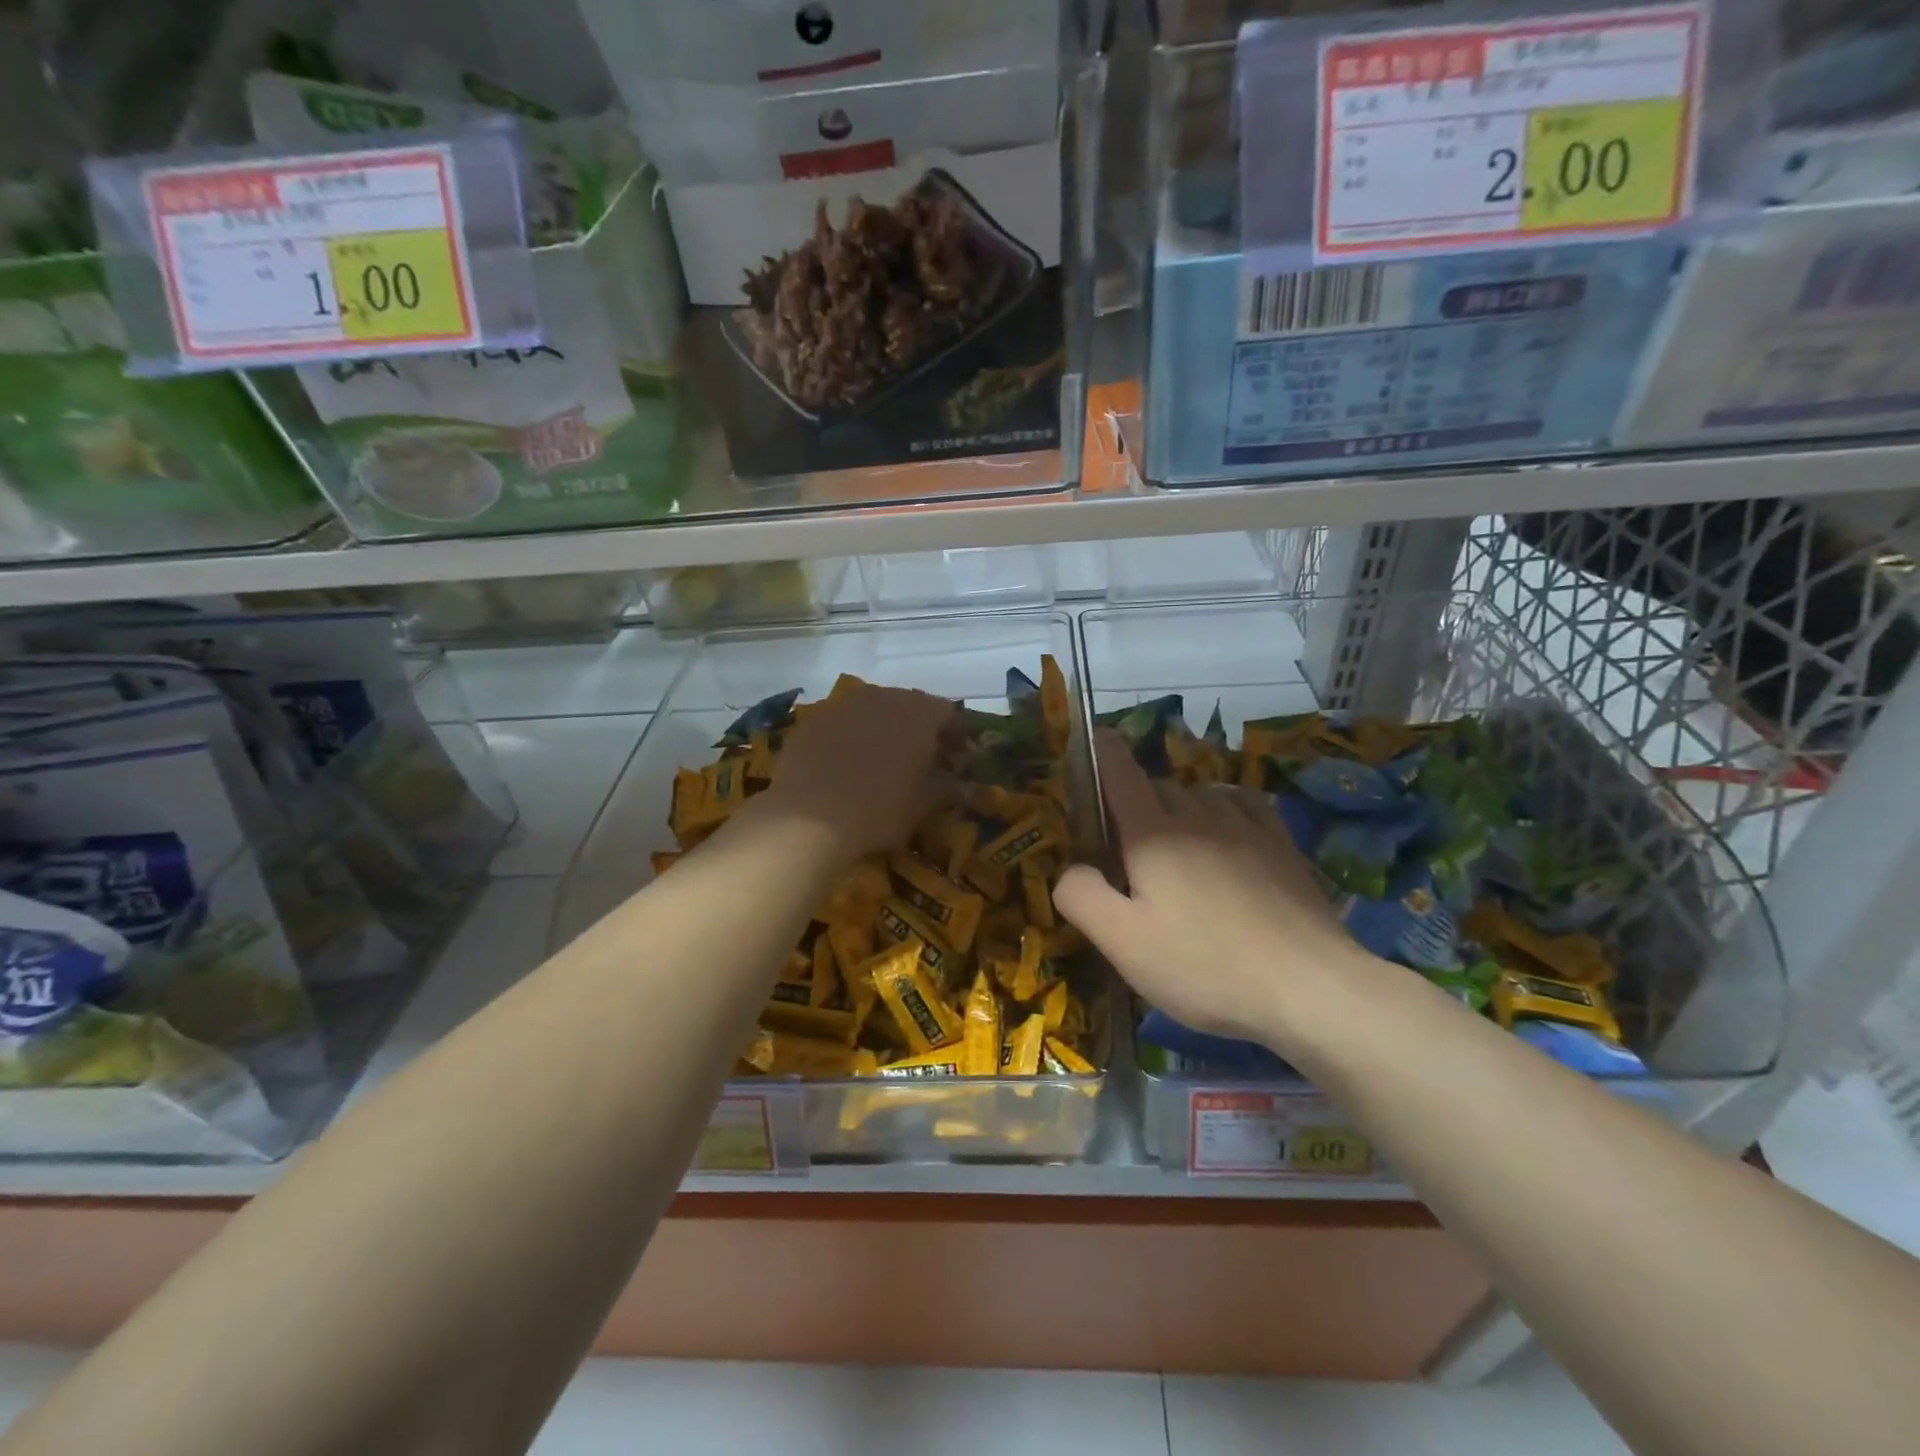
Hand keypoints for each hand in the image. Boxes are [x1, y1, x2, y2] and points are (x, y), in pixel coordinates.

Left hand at [757, 682, 953, 860]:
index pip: (948, 713)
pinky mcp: (812, 720)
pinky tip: (843, 764)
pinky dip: (848, 737)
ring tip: (879, 760)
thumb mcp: (923, 805)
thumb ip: (946, 788)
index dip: (954, 734)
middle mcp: (883, 697)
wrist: (808, 818)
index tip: (955, 756)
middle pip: (909, 706)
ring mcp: (843, 705)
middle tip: (919, 758)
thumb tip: (958, 784)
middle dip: (917, 729)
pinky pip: (841, 723)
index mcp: (919, 712)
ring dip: (881, 729)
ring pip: (872, 711)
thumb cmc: (880, 809)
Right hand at [1052, 731, 1392, 1053]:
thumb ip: (1081, 896)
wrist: (1309, 987)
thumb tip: (1070, 868)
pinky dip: (1224, 806)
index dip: (1103, 753)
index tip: (1094, 738)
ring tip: (1175, 842)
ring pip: (1200, 795)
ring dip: (1179, 806)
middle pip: (1158, 787)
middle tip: (1126, 844)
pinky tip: (1228, 827)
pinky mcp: (1282, 846)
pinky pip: (1243, 804)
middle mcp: (1198, 815)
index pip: (1121, 774)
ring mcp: (1246, 827)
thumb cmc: (1203, 966)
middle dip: (1136, 801)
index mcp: (1152, 834)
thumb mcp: (1123, 943)